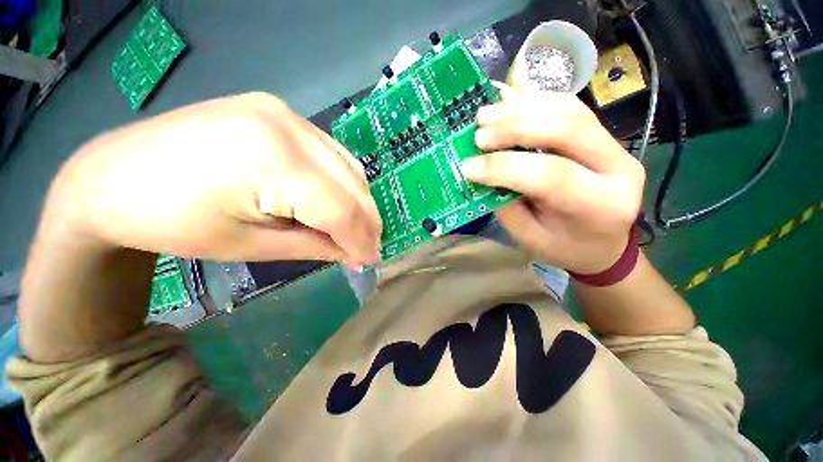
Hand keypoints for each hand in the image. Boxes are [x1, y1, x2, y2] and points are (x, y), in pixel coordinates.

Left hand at [51, 92, 380, 267]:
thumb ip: (317, 247)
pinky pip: (333, 155)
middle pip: (352, 185)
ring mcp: (286, 114)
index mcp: (273, 160)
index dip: (361, 239)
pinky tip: (341, 203)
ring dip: (359, 203)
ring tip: (358, 230)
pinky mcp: (282, 113)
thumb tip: (358, 255)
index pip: (340, 209)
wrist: (114, 176)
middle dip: (367, 223)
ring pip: (349, 168)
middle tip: (369, 249)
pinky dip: (344, 184)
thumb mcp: (252, 245)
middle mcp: (288, 126)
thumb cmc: (173, 223)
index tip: (371, 261)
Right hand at [461, 85, 644, 273]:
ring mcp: (616, 146)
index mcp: (601, 206)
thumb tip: (482, 172)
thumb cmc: (564, 247)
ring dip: (521, 109)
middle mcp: (619, 168)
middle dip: (514, 129)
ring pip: (569, 110)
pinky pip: (571, 107)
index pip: (551, 176)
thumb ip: (507, 203)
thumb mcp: (529, 238)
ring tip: (485, 116)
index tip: (468, 167)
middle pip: (567, 130)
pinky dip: (535, 102)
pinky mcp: (605, 135)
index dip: (504, 167)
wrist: (602, 242)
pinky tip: (509, 105)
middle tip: (478, 135)